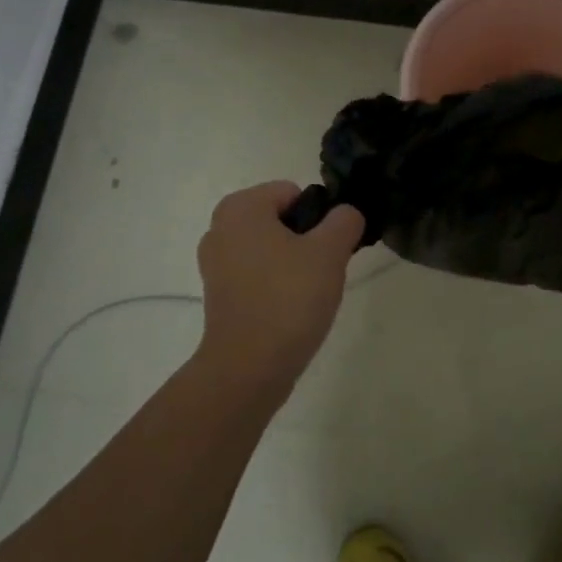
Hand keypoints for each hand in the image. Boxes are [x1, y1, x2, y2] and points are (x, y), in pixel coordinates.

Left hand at [194, 181, 365, 395]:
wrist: (249, 368)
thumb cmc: (288, 298)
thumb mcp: (330, 252)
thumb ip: (344, 221)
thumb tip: (346, 214)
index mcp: (241, 207)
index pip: (294, 193)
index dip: (319, 218)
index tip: (328, 249)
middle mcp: (220, 228)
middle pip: (282, 220)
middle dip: (306, 241)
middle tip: (321, 272)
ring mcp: (215, 263)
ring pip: (271, 248)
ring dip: (293, 264)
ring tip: (308, 293)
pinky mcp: (219, 294)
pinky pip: (258, 275)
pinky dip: (276, 285)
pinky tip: (290, 309)